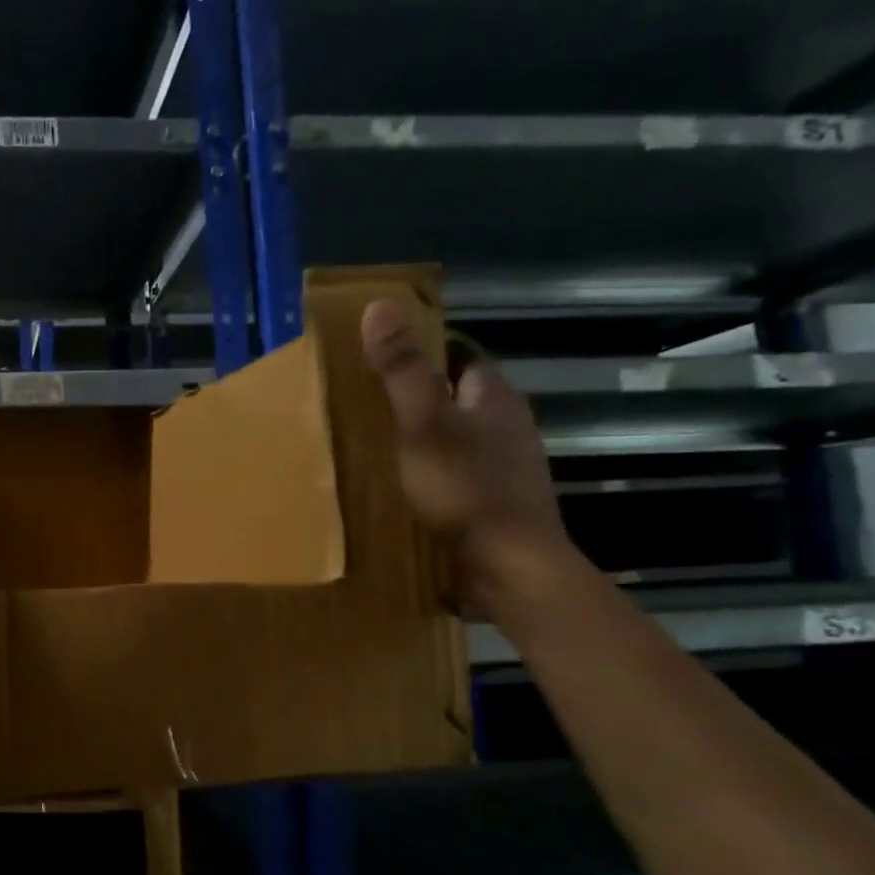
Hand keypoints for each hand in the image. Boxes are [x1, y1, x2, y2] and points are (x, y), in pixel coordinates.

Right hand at [360, 299, 580, 614]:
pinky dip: (430, 468)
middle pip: (458, 395)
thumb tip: (380, 305)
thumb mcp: (422, 423)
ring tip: (374, 440)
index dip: (424, 347)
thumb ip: (402, 369)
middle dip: (418, 393)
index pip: (460, 354)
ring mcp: (504, 466)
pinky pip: (456, 470)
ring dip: (423, 434)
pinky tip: (401, 483)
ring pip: (457, 434)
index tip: (379, 352)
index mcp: (493, 397)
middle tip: (365, 398)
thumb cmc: (465, 489)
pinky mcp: (493, 501)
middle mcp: (506, 425)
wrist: (509, 568)